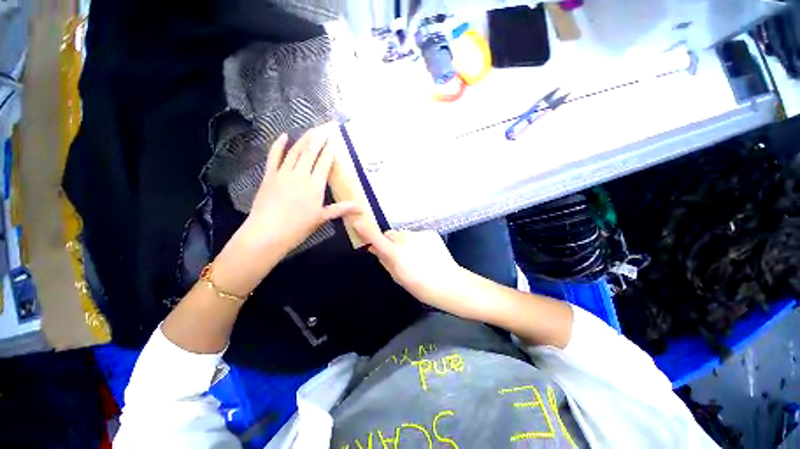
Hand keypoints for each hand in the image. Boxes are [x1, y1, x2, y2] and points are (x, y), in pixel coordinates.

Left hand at [213, 125, 356, 296]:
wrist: (268, 232)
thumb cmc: (298, 227)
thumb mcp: (322, 217)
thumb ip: (341, 209)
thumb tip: (361, 208)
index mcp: (315, 186)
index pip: (324, 163)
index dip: (330, 151)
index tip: (334, 141)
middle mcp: (301, 175)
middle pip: (311, 153)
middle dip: (318, 140)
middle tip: (324, 129)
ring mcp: (283, 173)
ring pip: (295, 152)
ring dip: (303, 140)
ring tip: (311, 131)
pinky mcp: (269, 176)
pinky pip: (274, 157)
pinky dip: (278, 146)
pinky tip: (283, 136)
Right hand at [353, 222, 485, 317]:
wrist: (449, 283)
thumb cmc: (420, 286)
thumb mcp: (398, 277)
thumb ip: (384, 261)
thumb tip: (375, 250)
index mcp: (396, 253)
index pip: (376, 238)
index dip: (366, 230)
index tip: (357, 223)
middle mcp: (406, 239)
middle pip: (390, 234)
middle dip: (389, 241)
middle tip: (396, 254)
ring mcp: (419, 234)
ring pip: (404, 234)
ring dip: (404, 241)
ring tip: (415, 255)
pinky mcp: (430, 233)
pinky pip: (417, 235)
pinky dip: (417, 241)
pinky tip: (425, 253)